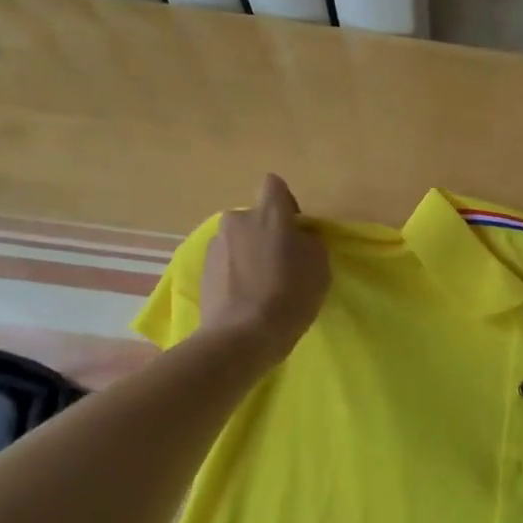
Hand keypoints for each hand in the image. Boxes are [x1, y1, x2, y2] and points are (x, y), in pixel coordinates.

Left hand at [198, 175, 330, 362]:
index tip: (295, 230)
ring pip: (239, 240)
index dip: (286, 204)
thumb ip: (309, 242)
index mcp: (268, 214)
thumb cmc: (289, 296)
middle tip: (280, 263)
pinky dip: (235, 272)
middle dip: (266, 233)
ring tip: (260, 285)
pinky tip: (245, 297)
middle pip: (255, 217)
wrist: (241, 336)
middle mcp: (237, 220)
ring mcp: (216, 245)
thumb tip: (297, 238)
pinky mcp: (203, 270)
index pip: (275, 186)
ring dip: (249, 253)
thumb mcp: (319, 266)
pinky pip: (226, 262)